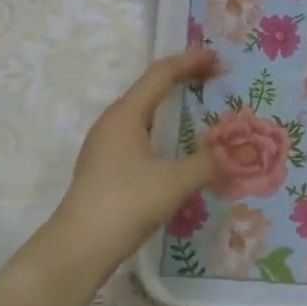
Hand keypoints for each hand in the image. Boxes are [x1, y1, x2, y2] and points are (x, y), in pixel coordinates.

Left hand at [34, 50, 220, 279]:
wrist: (79, 247)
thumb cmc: (126, 203)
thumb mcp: (174, 182)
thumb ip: (206, 164)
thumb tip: (227, 156)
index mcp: (126, 114)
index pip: (160, 74)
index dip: (190, 62)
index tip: (217, 58)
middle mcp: (112, 122)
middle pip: (150, 89)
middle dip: (182, 79)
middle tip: (213, 78)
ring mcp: (105, 145)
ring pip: (143, 113)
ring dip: (171, 106)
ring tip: (198, 108)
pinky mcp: (105, 167)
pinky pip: (138, 134)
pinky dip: (162, 129)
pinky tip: (176, 147)